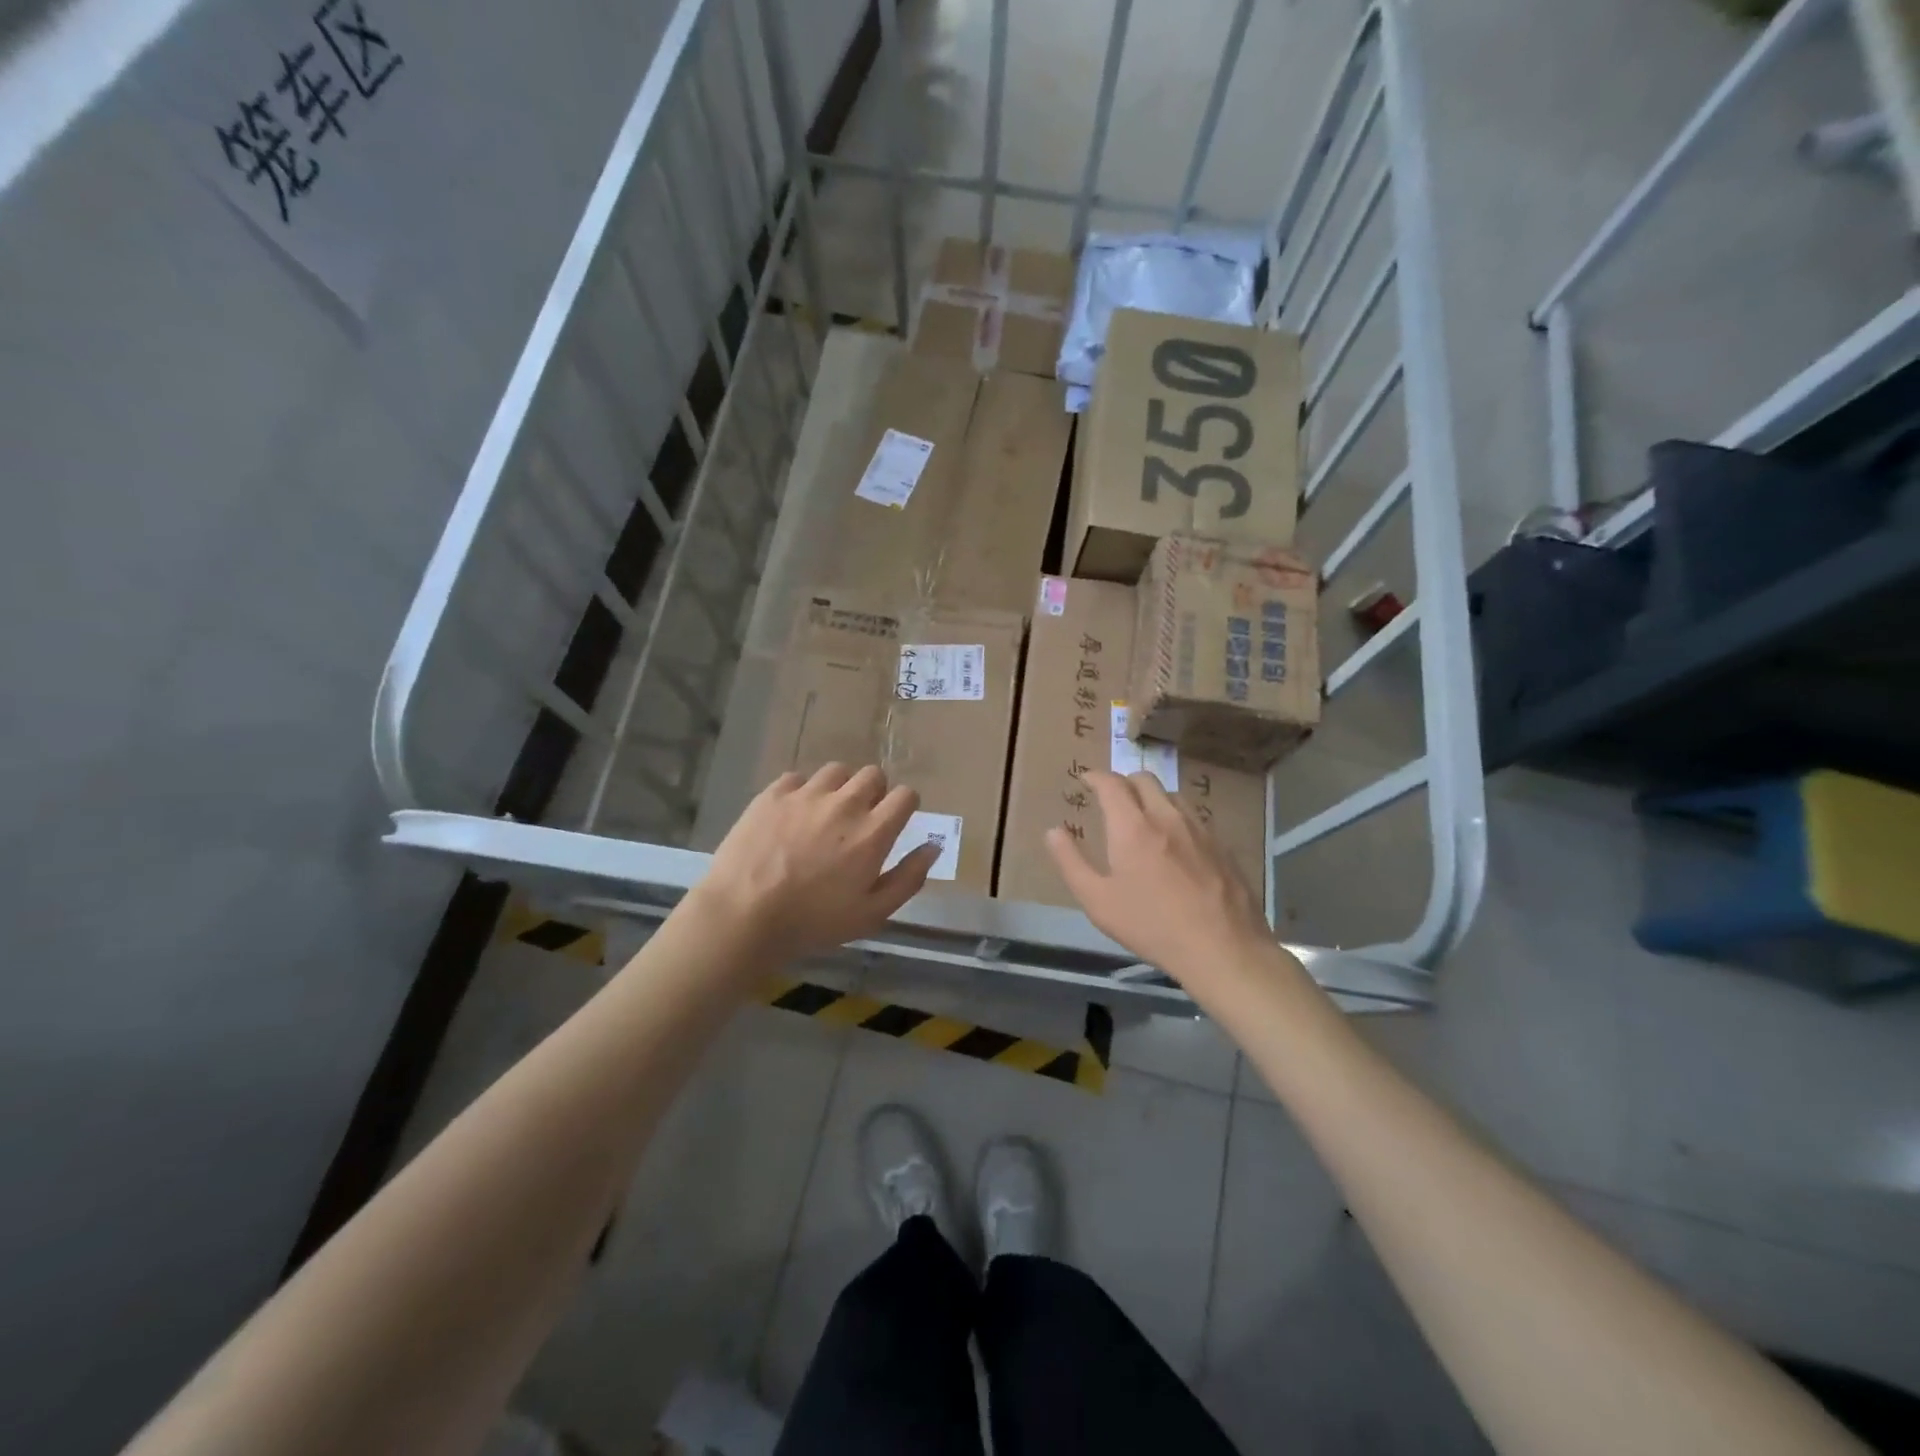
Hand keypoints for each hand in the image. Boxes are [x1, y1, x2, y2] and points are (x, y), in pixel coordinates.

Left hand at [690, 763, 939, 961]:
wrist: (743, 915)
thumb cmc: (812, 922)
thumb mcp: (871, 914)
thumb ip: (908, 878)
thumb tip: (932, 847)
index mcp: (873, 832)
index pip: (906, 795)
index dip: (905, 806)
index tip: (895, 822)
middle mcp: (844, 803)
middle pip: (873, 774)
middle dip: (874, 792)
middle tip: (860, 820)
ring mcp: (806, 795)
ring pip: (836, 771)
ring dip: (839, 787)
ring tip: (826, 812)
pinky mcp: (773, 794)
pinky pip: (797, 778)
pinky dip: (801, 792)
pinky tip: (792, 815)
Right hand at [1046, 770, 1285, 993]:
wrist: (1223, 947)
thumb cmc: (1151, 925)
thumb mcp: (1098, 901)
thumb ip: (1071, 862)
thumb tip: (1053, 831)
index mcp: (1132, 826)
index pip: (1111, 783)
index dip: (1095, 777)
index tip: (1086, 780)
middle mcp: (1166, 816)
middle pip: (1144, 779)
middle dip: (1124, 781)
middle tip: (1112, 798)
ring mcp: (1200, 828)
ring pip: (1172, 795)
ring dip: (1152, 797)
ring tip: (1144, 818)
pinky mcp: (1222, 845)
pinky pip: (1195, 817)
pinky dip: (1176, 818)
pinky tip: (1176, 844)